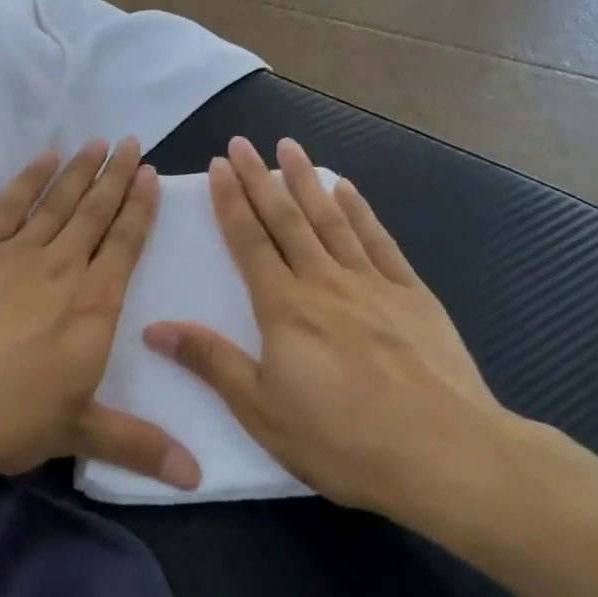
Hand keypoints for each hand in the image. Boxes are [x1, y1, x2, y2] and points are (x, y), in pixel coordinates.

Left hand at [0, 139, 201, 489]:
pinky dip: (28, 179)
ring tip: (98, 142)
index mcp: (94, 307)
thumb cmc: (7, 417)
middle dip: (116, 176)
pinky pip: (8, 204)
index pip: (125, 245)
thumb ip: (139, 446)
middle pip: (95, 213)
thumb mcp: (79, 433)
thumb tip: (197, 478)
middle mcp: (62, 269)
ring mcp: (15, 254)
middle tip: (131, 141)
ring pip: (57, 202)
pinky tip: (43, 158)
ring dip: (80, 171)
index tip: (149, 174)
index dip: (139, 208)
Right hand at [145, 136, 516, 517]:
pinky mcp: (413, 295)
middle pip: (286, 219)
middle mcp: (325, 282)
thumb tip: (155, 329)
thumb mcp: (261, 411)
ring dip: (307, 181)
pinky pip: (379, 241)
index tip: (218, 166)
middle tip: (242, 143)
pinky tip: (348, 189)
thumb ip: (211, 362)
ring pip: (332, 220)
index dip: (231, 202)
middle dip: (260, 178)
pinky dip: (361, 211)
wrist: (443, 453)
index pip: (249, 242)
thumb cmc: (342, 440)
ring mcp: (373, 284)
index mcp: (285, 308)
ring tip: (289, 147)